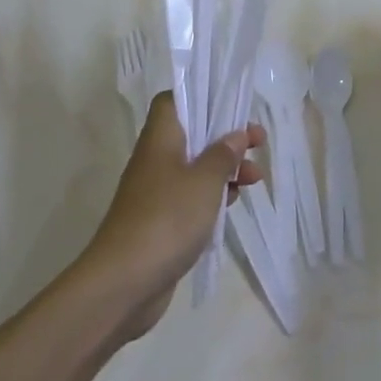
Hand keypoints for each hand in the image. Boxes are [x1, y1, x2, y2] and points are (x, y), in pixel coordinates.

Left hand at [83, 92, 263, 340]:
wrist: (123, 284)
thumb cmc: (167, 218)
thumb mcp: (205, 180)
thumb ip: (223, 154)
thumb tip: (235, 135)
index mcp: (160, 140)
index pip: (173, 101)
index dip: (201, 96)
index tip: (231, 105)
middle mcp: (155, 160)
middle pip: (192, 135)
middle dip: (226, 138)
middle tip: (257, 144)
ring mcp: (156, 193)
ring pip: (195, 168)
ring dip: (225, 169)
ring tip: (254, 180)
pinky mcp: (161, 222)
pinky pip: (191, 198)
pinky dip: (213, 197)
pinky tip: (232, 205)